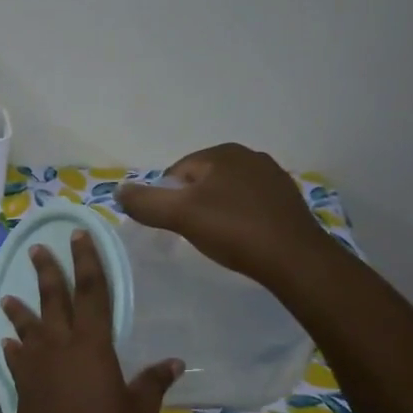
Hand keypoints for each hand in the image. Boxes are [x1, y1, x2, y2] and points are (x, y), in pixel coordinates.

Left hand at [0, 232, 180, 412]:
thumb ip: (153, 383)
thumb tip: (174, 361)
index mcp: (92, 346)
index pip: (92, 292)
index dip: (88, 261)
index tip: (80, 235)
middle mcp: (59, 347)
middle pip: (53, 300)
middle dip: (47, 271)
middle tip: (37, 248)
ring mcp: (35, 367)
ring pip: (27, 327)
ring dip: (20, 308)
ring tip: (11, 295)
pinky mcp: (22, 387)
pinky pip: (16, 358)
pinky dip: (14, 347)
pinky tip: (10, 343)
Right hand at [116, 143, 332, 284]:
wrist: (295, 259)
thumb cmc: (234, 230)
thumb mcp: (180, 216)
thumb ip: (145, 202)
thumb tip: (118, 191)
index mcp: (223, 153)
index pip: (176, 172)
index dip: (167, 200)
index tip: (173, 226)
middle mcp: (250, 156)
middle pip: (202, 181)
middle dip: (192, 205)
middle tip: (193, 234)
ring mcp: (273, 177)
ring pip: (226, 193)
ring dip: (216, 212)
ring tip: (217, 239)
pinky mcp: (288, 200)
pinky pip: (249, 205)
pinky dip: (239, 219)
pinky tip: (242, 239)